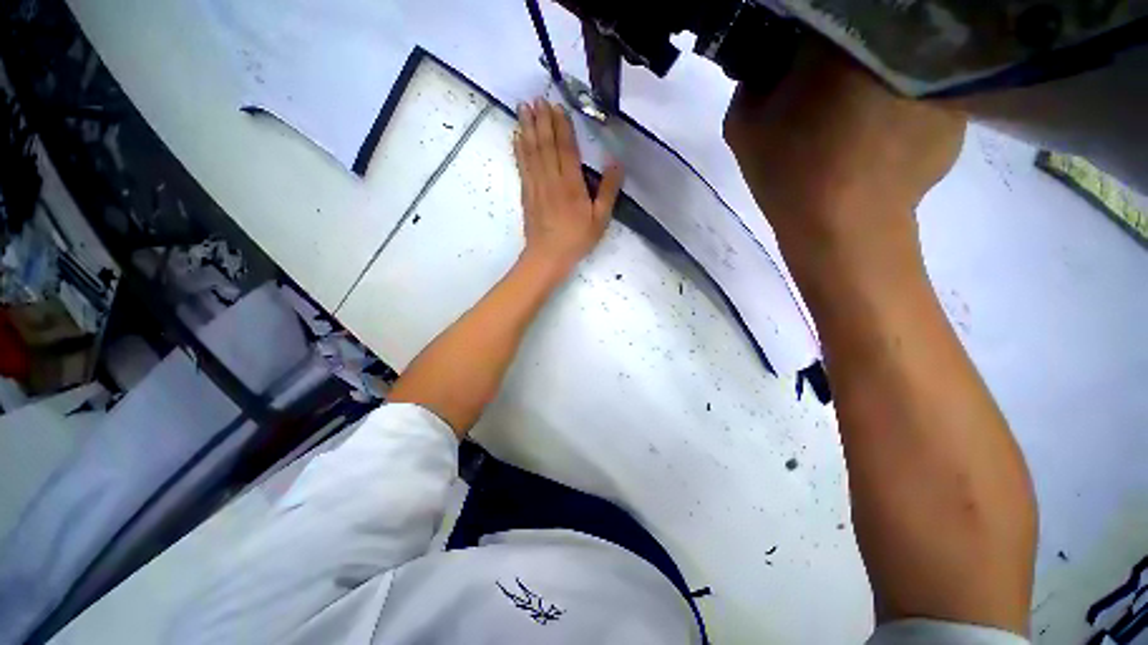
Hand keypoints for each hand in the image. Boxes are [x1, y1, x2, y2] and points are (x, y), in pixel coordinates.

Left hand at [513, 98, 622, 276]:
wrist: (547, 257)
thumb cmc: (577, 239)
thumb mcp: (600, 219)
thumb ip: (608, 190)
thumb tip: (616, 162)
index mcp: (571, 184)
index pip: (566, 148)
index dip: (562, 126)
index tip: (557, 106)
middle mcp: (551, 179)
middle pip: (546, 144)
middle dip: (542, 120)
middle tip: (537, 98)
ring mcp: (536, 185)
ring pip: (531, 151)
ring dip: (527, 128)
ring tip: (523, 107)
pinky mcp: (526, 193)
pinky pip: (522, 166)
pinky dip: (519, 149)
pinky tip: (517, 136)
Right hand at [724, 41, 964, 253]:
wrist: (843, 227)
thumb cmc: (788, 173)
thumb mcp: (743, 127)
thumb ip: (751, 82)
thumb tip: (771, 66)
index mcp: (839, 39)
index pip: (820, 13)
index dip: (802, 36)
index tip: (793, 63)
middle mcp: (897, 42)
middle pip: (868, 31)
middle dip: (843, 54)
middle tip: (824, 92)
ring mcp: (936, 75)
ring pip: (899, 62)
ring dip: (877, 79)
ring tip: (856, 122)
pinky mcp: (956, 112)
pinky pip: (922, 96)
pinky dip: (902, 110)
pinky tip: (881, 140)